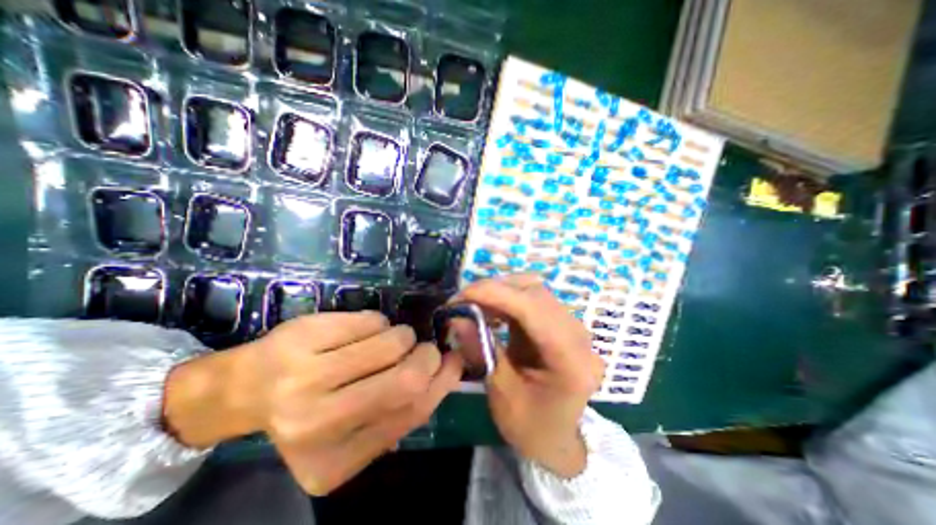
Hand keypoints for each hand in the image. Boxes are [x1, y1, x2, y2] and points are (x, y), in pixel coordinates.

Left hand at [167, 313, 463, 493]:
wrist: (246, 387)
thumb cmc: (309, 409)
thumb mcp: (352, 429)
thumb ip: (395, 416)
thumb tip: (441, 380)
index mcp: (334, 462)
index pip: (409, 416)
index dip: (441, 384)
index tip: (454, 362)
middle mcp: (318, 424)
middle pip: (404, 381)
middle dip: (427, 356)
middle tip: (426, 348)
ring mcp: (306, 378)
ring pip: (390, 343)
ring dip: (402, 336)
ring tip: (390, 339)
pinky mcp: (305, 337)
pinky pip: (370, 321)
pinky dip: (379, 323)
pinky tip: (364, 330)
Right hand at [456, 277, 607, 477]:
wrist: (558, 438)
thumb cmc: (532, 427)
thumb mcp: (502, 397)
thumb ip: (481, 353)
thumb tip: (457, 318)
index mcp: (571, 360)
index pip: (534, 310)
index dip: (497, 295)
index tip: (462, 295)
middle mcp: (578, 335)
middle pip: (535, 293)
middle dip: (494, 290)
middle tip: (462, 301)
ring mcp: (572, 326)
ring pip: (533, 290)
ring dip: (500, 291)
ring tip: (474, 304)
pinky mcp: (560, 323)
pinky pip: (532, 298)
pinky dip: (507, 298)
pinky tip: (491, 310)